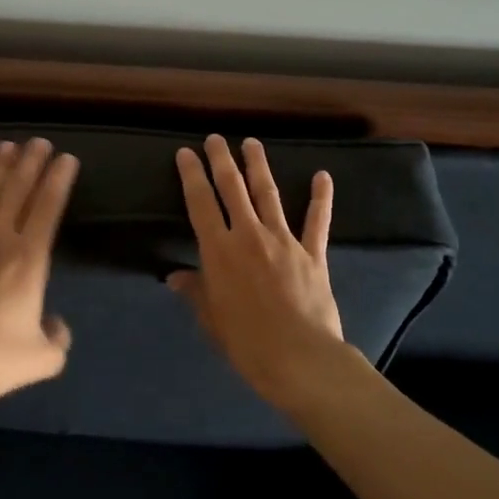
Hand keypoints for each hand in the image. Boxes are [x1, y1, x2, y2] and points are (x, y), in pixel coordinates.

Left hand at [0, 138, 78, 416]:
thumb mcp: (42, 358)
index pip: (49, 207)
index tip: (67, 158)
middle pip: (19, 191)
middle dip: (31, 163)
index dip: (59, 180)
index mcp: (29, 259)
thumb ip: (58, 337)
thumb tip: (56, 324)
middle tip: (39, 141)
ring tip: (6, 145)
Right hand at [170, 135, 346, 411]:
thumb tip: (175, 277)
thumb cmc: (247, 343)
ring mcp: (284, 241)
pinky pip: (317, 221)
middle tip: (215, 138)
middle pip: (232, 188)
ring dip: (259, 166)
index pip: (200, 203)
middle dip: (221, 160)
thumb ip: (196, 291)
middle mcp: (249, 235)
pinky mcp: (312, 253)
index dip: (191, 175)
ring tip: (252, 143)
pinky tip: (323, 176)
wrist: (300, 359)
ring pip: (268, 194)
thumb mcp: (211, 319)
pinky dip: (320, 198)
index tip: (185, 153)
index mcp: (219, 250)